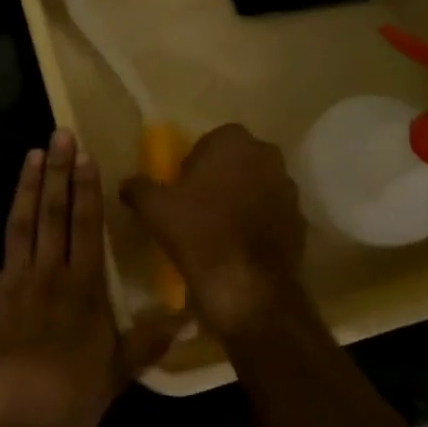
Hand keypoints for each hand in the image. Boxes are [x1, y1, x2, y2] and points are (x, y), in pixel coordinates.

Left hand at [0, 131, 179, 426]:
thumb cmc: (69, 404)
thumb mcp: (118, 375)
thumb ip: (147, 341)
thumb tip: (185, 315)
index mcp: (82, 289)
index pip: (87, 226)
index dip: (87, 188)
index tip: (86, 154)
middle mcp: (47, 275)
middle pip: (55, 214)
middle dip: (59, 172)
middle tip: (59, 134)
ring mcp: (7, 283)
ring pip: (19, 224)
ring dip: (27, 187)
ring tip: (32, 153)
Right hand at [120, 124, 307, 338]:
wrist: (247, 286)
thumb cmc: (198, 232)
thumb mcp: (154, 208)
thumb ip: (138, 187)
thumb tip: (126, 183)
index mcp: (233, 141)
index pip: (211, 140)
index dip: (195, 162)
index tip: (182, 187)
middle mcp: (267, 155)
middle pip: (238, 160)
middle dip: (222, 177)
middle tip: (198, 205)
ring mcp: (289, 188)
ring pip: (258, 186)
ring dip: (243, 198)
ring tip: (219, 227)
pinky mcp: (301, 220)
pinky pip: (273, 213)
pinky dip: (259, 223)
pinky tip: (240, 245)